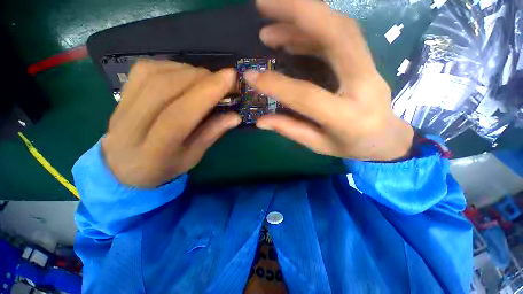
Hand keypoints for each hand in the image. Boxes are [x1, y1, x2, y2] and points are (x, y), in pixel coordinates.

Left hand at [102, 61, 239, 186]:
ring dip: (190, 72)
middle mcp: (133, 125)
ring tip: (208, 80)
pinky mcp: (123, 90)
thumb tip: (235, 116)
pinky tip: (187, 76)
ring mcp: (123, 104)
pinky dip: (175, 67)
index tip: (231, 77)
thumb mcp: (193, 157)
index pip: (179, 115)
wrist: (123, 165)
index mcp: (154, 150)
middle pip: (167, 88)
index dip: (206, 93)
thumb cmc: (163, 166)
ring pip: (157, 74)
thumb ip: (212, 134)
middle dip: (202, 79)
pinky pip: (149, 68)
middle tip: (223, 80)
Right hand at [248, 0, 413, 160]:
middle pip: (337, 34)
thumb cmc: (351, 146)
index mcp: (347, 117)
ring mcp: (369, 67)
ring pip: (339, 27)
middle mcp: (364, 84)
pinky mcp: (366, 60)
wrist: (386, 139)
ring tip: (269, 25)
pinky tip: (290, 36)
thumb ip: (290, 130)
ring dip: (302, 17)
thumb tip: (260, 121)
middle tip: (263, 5)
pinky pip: (340, 35)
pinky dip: (312, 30)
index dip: (277, 84)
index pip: (307, 95)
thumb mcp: (318, 145)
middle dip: (298, 11)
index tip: (251, 76)